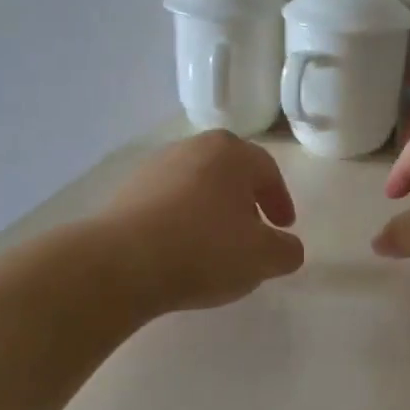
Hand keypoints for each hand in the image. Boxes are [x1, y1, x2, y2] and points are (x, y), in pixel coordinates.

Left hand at [101, 130, 305, 313]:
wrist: (122, 262)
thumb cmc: (204, 249)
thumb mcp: (262, 257)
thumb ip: (286, 251)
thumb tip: (287, 247)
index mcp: (230, 152)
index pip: (267, 171)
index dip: (280, 201)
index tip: (283, 228)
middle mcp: (192, 147)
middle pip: (229, 172)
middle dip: (245, 201)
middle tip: (253, 231)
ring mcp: (155, 166)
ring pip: (197, 186)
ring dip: (211, 210)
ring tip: (215, 245)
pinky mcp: (127, 191)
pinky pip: (167, 202)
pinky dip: (181, 220)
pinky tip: (181, 250)